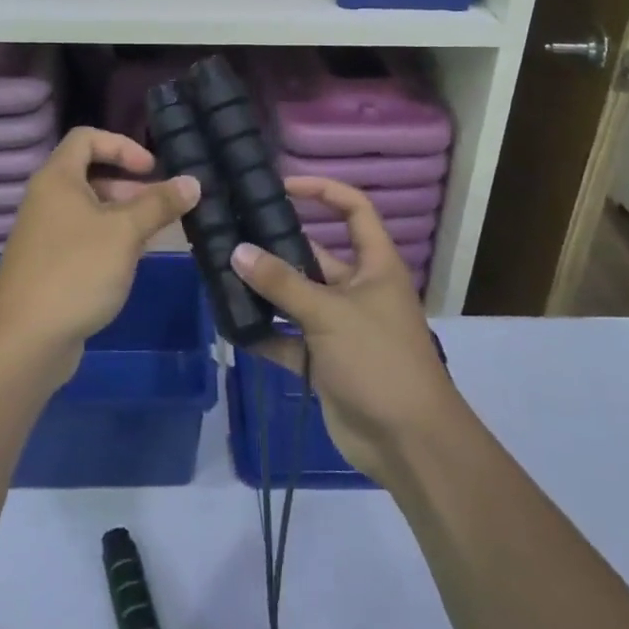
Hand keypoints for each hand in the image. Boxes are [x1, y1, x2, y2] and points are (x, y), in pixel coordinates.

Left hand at [0, 127, 199, 381]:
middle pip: (90, 173)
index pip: (87, 138)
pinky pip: (83, 237)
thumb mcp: (125, 233)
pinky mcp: (48, 265)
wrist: (25, 340)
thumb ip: (159, 204)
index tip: (151, 169)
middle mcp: (46, 199)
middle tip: (162, 205)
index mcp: (57, 178)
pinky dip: (109, 239)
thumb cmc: (76, 272)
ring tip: (154, 234)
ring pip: (89, 209)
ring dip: (123, 214)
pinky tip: (130, 261)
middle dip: (129, 184)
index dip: (122, 146)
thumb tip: (193, 182)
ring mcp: (44, 234)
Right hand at [232, 176, 462, 489]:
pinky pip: (288, 339)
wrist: (408, 443)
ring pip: (296, 298)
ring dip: (265, 290)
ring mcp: (340, 327)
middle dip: (277, 246)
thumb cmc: (379, 360)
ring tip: (220, 273)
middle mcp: (357, 290)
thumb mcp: (330, 313)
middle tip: (232, 232)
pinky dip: (264, 333)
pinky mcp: (324, 361)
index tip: (283, 185)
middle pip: (315, 255)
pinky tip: (230, 325)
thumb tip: (237, 250)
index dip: (323, 191)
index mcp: (375, 266)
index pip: (354, 210)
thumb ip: (282, 283)